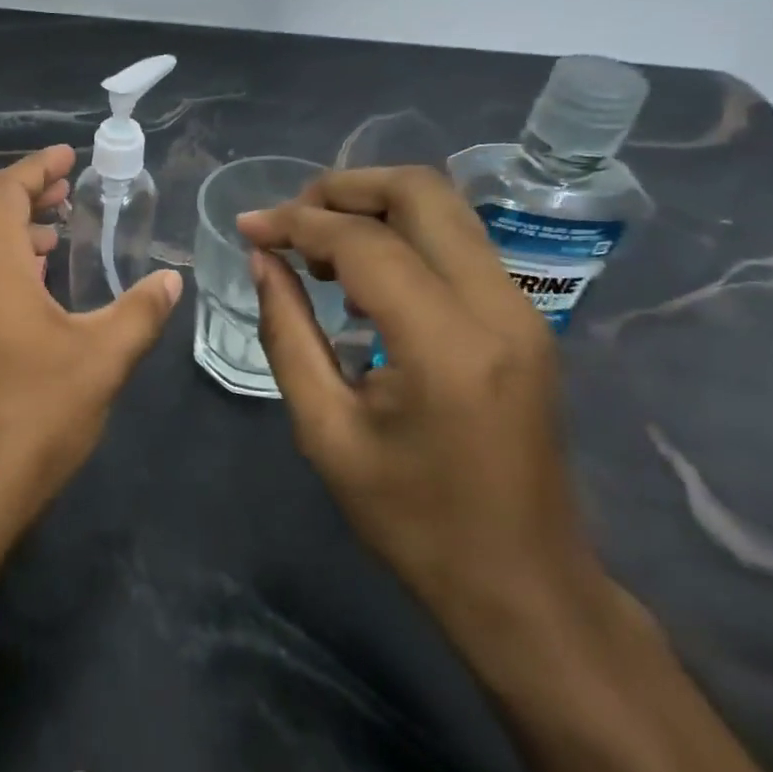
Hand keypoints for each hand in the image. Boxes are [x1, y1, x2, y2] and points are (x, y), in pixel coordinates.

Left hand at [0, 145, 181, 564]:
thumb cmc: (28, 418)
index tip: (68, 156)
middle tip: (63, 194)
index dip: (36, 166)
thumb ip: (139, 313)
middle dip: (20, 193)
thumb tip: (172, 278)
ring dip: (6, 231)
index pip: (3, 190)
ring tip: (52, 238)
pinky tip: (30, 296)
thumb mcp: (100, 362)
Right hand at [237, 167, 612, 656]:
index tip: (247, 227)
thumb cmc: (413, 520)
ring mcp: (523, 309)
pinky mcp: (525, 319)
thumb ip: (287, 333)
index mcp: (445, 344)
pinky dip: (403, 236)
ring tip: (315, 247)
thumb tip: (262, 261)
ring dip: (373, 208)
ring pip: (445, 209)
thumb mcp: (326, 431)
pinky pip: (458, 243)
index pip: (364, 243)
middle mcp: (498, 306)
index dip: (296, 223)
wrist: (523, 583)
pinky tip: (361, 276)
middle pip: (421, 192)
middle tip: (288, 221)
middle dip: (343, 189)